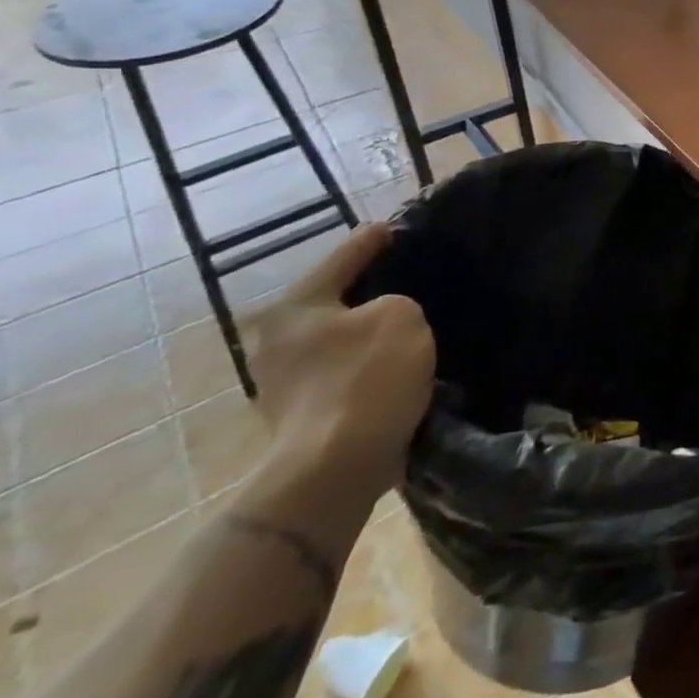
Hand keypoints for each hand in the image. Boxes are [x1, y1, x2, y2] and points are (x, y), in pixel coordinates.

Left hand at [246, 224, 434, 492]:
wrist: (334, 470)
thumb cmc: (365, 379)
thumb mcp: (402, 316)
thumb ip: (399, 301)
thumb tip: (390, 318)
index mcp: (298, 306)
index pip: (346, 254)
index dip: (378, 238)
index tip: (402, 227)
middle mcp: (280, 339)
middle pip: (339, 298)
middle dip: (375, 289)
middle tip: (417, 280)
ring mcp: (287, 382)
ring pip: (344, 338)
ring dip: (374, 332)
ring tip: (416, 325)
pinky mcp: (304, 415)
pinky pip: (347, 372)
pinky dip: (371, 365)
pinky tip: (402, 365)